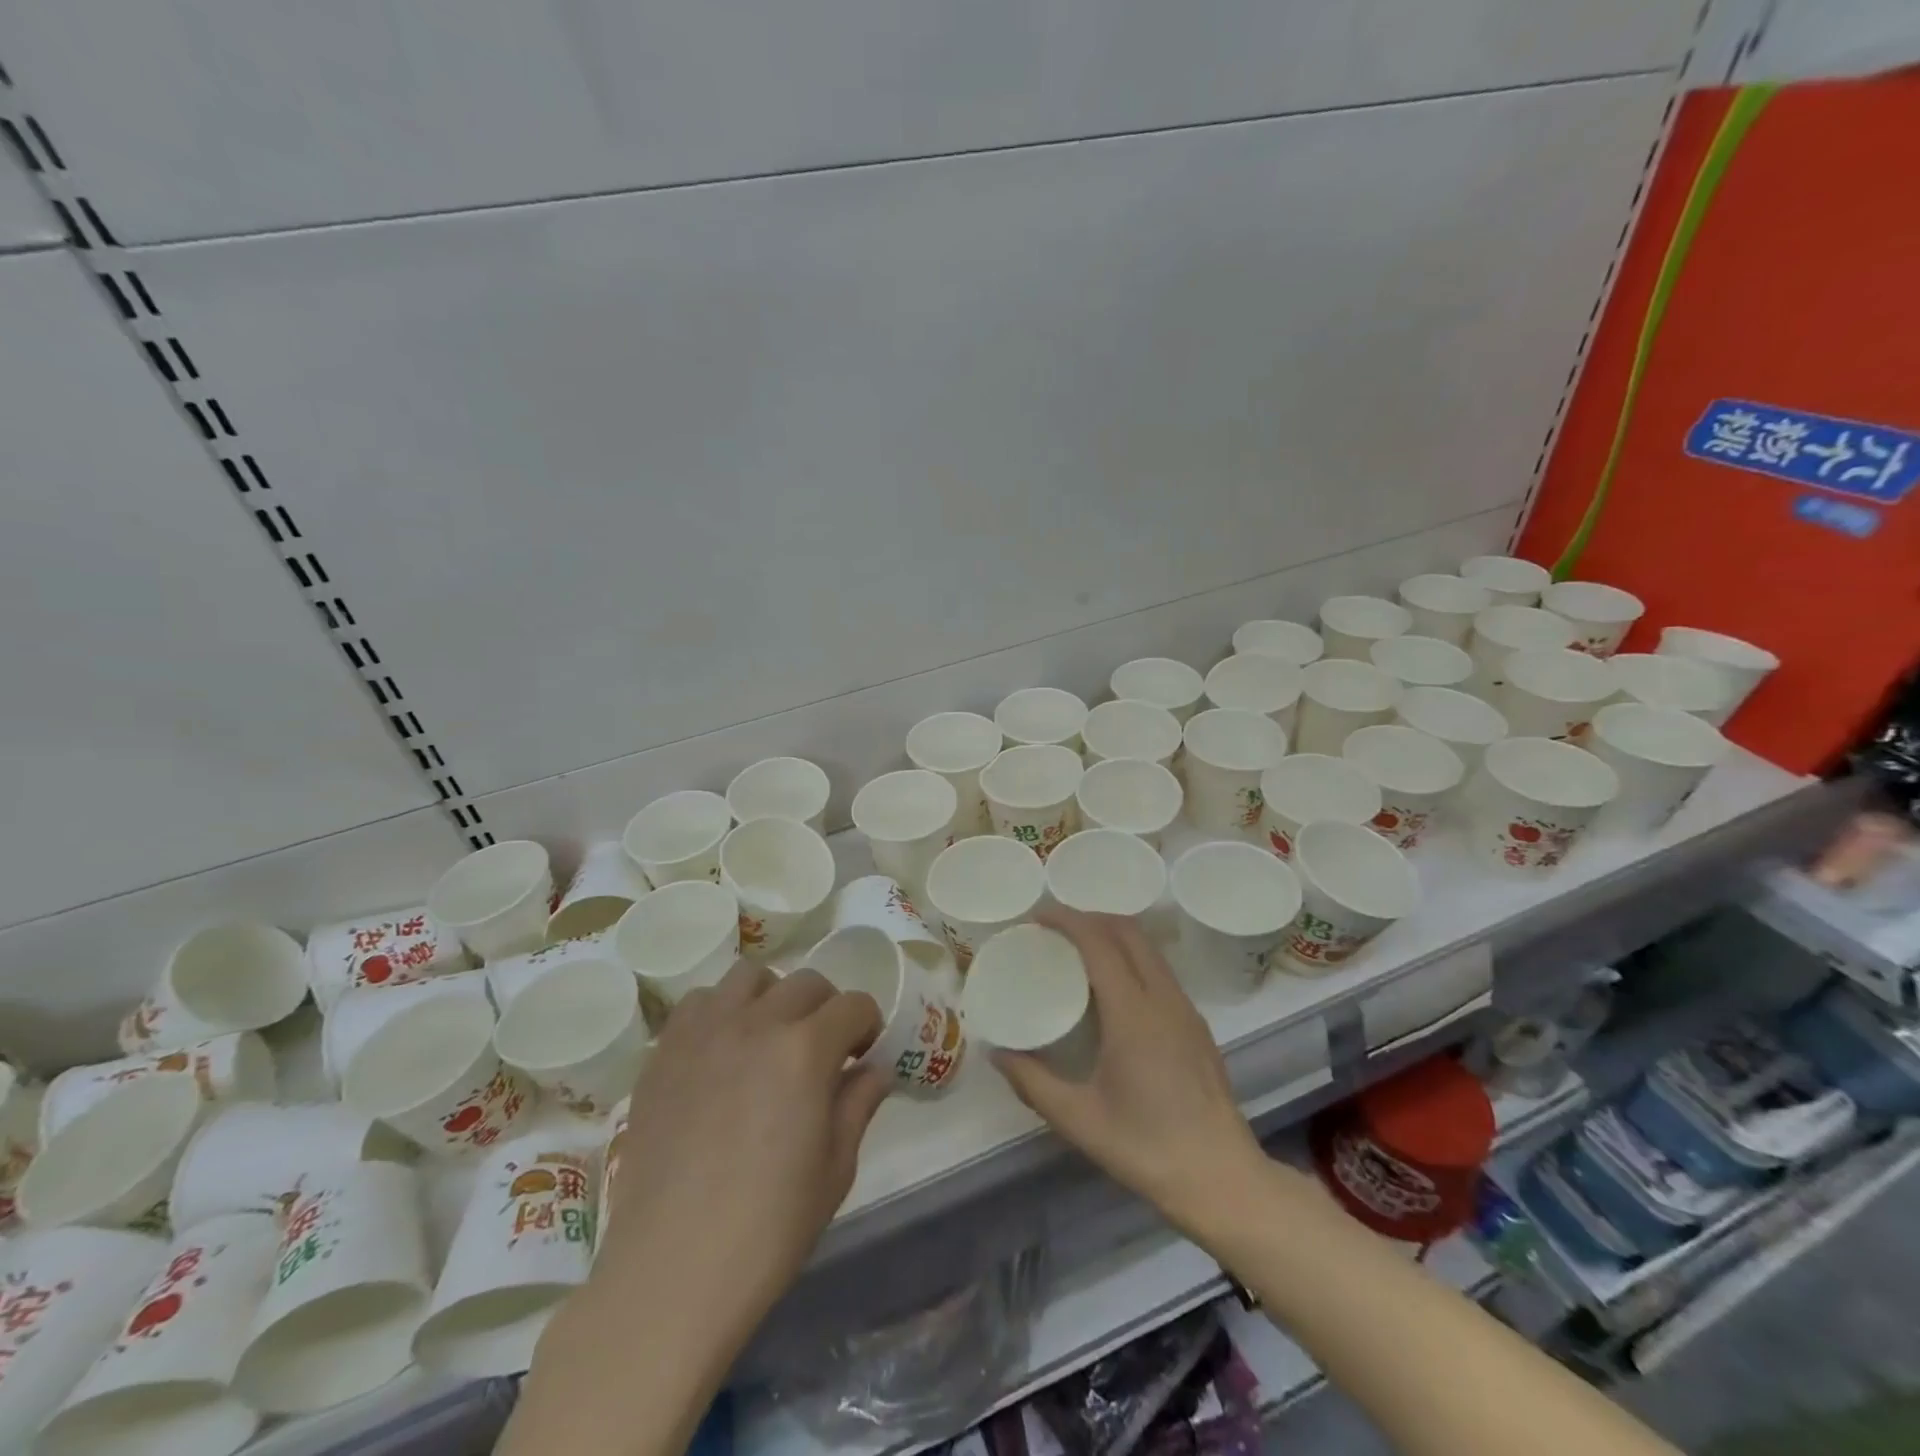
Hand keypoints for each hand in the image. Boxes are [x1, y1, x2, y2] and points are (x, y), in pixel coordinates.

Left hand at [600, 960, 889, 1336]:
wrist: (671, 1271)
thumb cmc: (768, 1229)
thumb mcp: (835, 1169)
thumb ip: (858, 1104)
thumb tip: (874, 1070)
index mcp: (806, 1049)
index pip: (854, 1005)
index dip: (867, 1025)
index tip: (862, 1054)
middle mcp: (757, 1023)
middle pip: (806, 983)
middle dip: (826, 1008)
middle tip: (822, 1050)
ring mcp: (704, 1032)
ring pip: (750, 977)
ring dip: (772, 997)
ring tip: (769, 1039)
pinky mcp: (664, 1051)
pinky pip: (699, 1002)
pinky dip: (720, 1011)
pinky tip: (721, 1052)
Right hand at [994, 909, 1264, 1233]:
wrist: (1222, 1179)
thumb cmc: (1146, 1147)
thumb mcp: (1078, 1119)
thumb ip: (1032, 1082)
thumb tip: (995, 1053)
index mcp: (1133, 1013)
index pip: (1099, 942)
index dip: (1067, 920)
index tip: (1037, 917)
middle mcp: (1163, 998)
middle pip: (1128, 932)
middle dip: (1090, 917)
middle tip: (1055, 930)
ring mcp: (1186, 1009)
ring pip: (1148, 948)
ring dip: (1113, 934)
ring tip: (1079, 950)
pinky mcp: (1197, 1024)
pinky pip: (1160, 970)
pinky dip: (1131, 957)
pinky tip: (1113, 986)